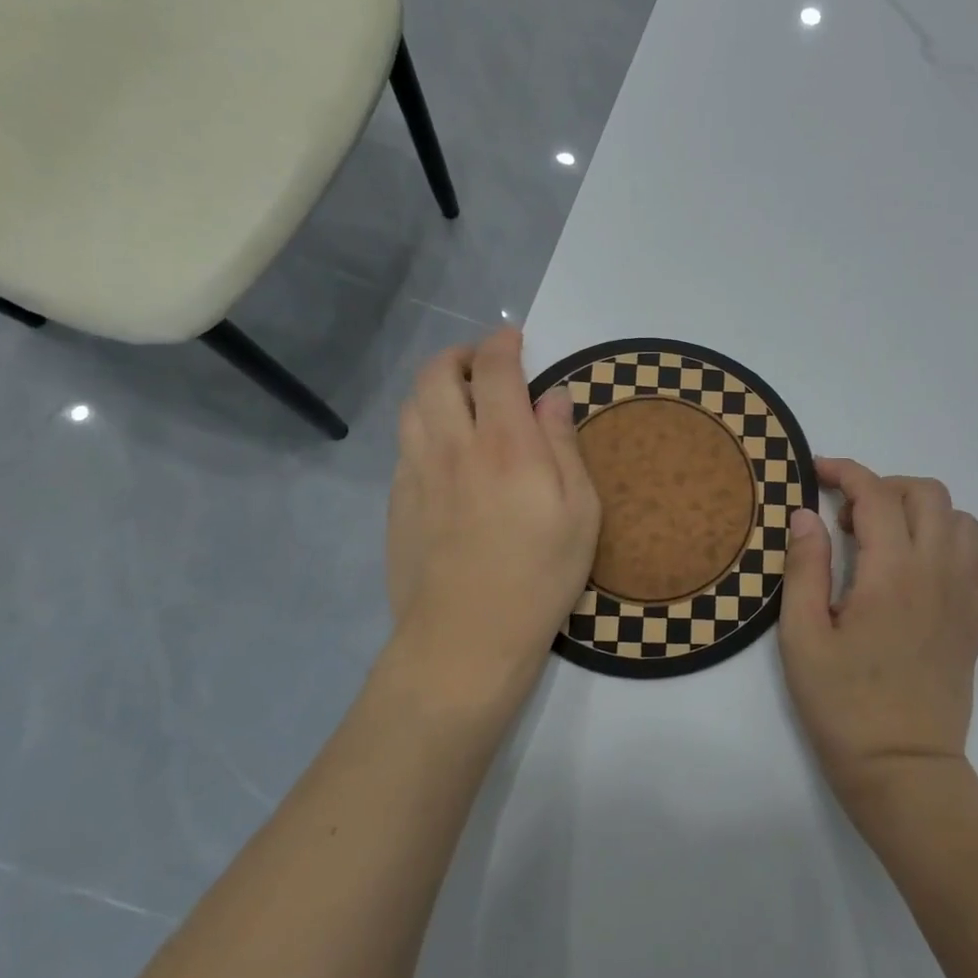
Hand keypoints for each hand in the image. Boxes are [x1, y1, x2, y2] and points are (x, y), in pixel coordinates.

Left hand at [384, 327, 600, 711]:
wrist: (466, 639)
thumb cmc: (540, 575)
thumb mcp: (580, 511)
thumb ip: (564, 445)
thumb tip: (552, 396)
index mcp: (506, 444)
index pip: (495, 370)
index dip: (502, 344)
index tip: (514, 338)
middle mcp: (453, 446)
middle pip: (436, 374)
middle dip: (460, 355)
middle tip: (484, 365)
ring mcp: (417, 473)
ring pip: (412, 405)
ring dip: (435, 388)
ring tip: (462, 402)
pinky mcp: (397, 501)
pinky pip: (405, 444)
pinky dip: (424, 427)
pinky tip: (446, 452)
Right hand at [778, 458, 977, 814]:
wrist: (903, 770)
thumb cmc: (843, 705)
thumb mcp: (802, 635)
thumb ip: (804, 566)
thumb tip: (806, 514)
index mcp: (892, 572)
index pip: (875, 493)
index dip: (845, 472)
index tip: (817, 473)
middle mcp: (938, 571)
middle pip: (926, 493)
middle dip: (884, 487)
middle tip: (849, 519)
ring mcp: (966, 595)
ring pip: (961, 519)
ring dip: (921, 513)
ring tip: (887, 541)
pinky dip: (958, 546)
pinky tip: (928, 568)